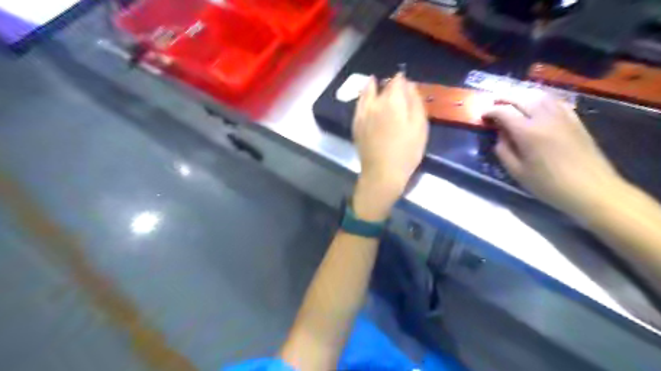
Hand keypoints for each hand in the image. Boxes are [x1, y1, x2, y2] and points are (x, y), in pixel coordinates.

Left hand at [350, 73, 428, 219]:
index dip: (402, 79)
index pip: (397, 82)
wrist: (382, 173)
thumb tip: (409, 85)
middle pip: (382, 87)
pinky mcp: (356, 125)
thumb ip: (415, 102)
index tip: (406, 80)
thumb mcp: (420, 127)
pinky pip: (358, 105)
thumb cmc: (406, 152)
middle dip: (389, 84)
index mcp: (392, 102)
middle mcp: (375, 104)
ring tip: (373, 81)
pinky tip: (364, 97)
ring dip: (371, 86)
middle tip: (394, 84)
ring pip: (366, 93)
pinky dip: (362, 98)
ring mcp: (362, 114)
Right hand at [484, 93, 625, 216]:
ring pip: (540, 96)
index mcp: (527, 132)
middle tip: (494, 103)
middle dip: (504, 98)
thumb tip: (500, 135)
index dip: (490, 111)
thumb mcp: (517, 172)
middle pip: (521, 98)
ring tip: (512, 102)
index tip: (482, 116)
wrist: (591, 189)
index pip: (504, 112)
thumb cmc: (549, 184)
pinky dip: (542, 99)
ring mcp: (563, 116)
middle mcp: (545, 118)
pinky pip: (556, 101)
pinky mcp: (575, 120)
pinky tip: (537, 105)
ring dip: (522, 96)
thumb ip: (504, 150)